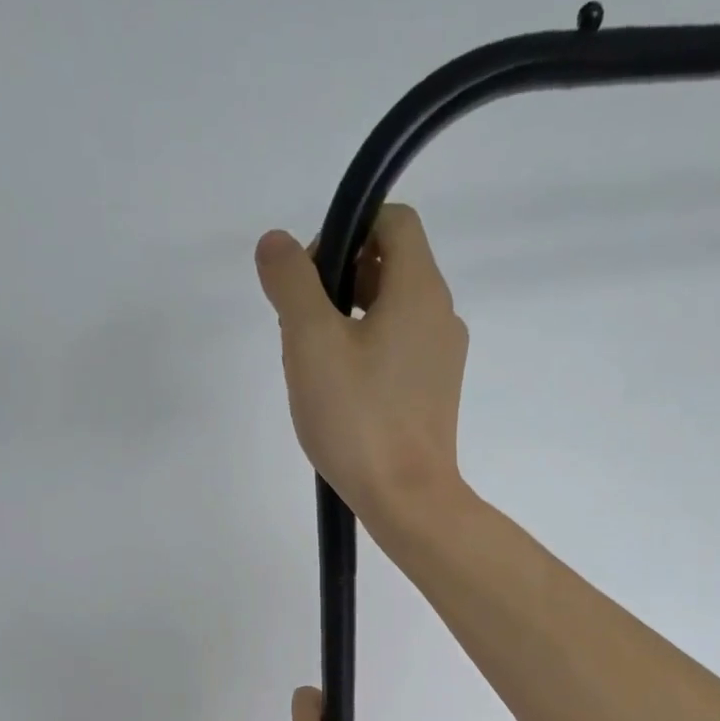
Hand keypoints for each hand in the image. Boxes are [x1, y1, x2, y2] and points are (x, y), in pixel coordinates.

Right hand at [255, 204, 470, 529]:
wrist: (407, 499)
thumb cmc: (359, 418)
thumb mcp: (311, 342)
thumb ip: (291, 283)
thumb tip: (277, 244)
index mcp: (420, 290)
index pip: (394, 221)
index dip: (347, 230)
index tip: (311, 275)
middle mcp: (441, 316)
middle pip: (390, 266)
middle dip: (339, 280)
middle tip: (302, 326)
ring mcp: (442, 359)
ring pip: (391, 312)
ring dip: (347, 320)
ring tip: (313, 366)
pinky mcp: (435, 394)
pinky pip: (398, 351)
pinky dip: (366, 352)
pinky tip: (339, 394)